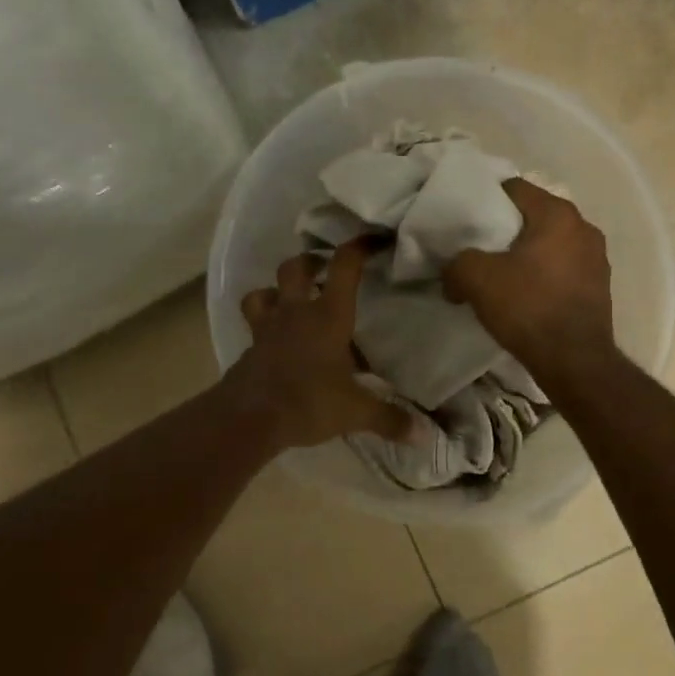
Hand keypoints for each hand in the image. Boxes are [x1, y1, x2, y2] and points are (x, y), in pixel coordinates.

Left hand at [229, 241, 417, 450]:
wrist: (249, 418)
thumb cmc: (308, 402)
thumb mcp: (355, 412)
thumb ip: (389, 418)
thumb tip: (425, 435)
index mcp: (328, 317)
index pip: (344, 267)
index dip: (359, 247)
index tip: (374, 240)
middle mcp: (296, 313)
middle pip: (296, 268)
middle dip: (311, 261)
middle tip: (325, 269)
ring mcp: (268, 328)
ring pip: (264, 292)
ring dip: (277, 290)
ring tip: (291, 301)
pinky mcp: (250, 348)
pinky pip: (255, 324)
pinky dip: (264, 324)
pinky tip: (276, 342)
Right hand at [442, 179, 614, 375]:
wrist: (574, 360)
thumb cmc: (528, 307)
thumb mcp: (477, 279)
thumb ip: (457, 263)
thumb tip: (453, 273)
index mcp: (557, 214)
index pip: (515, 188)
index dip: (487, 199)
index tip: (468, 219)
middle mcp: (583, 227)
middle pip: (534, 215)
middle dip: (507, 228)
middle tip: (480, 247)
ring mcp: (597, 258)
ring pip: (550, 243)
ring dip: (527, 253)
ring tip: (502, 274)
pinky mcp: (600, 286)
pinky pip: (563, 268)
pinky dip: (544, 274)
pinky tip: (526, 295)